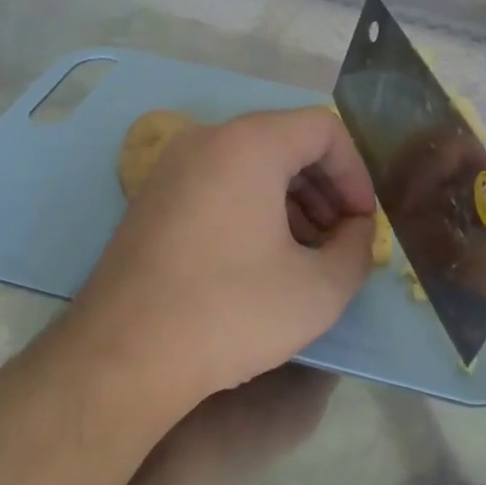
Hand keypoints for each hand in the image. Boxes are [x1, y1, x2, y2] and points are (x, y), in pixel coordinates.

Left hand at [69, 107, 377, 411]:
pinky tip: (260, 257)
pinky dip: (251, 206)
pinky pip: (217, 183)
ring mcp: (170, 168)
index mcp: (248, 145)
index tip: (362, 221)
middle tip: (339, 238)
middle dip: (325, 187)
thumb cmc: (231, 313)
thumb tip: (355, 230)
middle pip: (285, 141)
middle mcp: (205, 140)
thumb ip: (357, 249)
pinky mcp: (150, 199)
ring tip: (305, 252)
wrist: (124, 356)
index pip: (323, 128)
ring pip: (250, 163)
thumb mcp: (319, 290)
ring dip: (290, 199)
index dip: (356, 172)